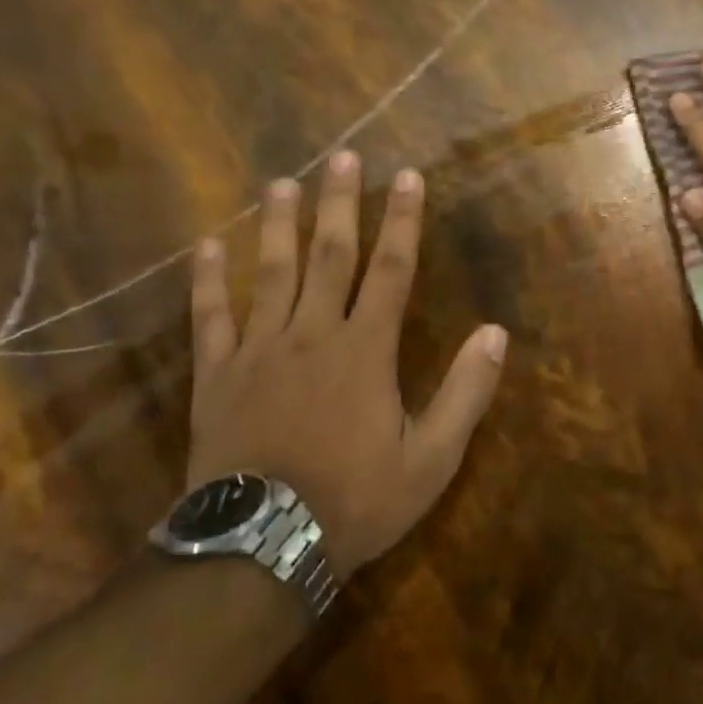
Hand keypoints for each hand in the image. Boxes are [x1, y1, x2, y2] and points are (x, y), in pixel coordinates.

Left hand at [185, 157, 507, 577]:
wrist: (262, 547)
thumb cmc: (356, 500)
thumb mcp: (432, 458)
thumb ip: (464, 392)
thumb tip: (494, 333)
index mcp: (365, 351)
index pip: (390, 271)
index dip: (401, 222)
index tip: (407, 178)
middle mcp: (311, 336)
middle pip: (329, 257)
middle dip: (340, 204)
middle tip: (343, 156)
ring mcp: (258, 353)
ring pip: (270, 275)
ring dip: (278, 226)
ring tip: (282, 183)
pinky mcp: (217, 378)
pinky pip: (211, 318)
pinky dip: (208, 280)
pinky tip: (207, 245)